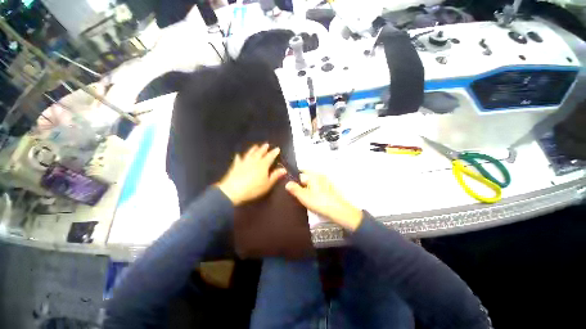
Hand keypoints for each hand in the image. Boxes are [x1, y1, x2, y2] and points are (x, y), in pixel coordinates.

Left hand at [216, 144, 286, 205]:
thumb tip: (284, 169)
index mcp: (263, 165)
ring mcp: (244, 162)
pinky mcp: (236, 165)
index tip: (277, 148)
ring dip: (253, 149)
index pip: (270, 156)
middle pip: (260, 153)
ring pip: (250, 153)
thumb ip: (275, 176)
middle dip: (264, 148)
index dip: (274, 152)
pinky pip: (238, 159)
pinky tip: (238, 154)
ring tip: (256, 146)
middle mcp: (254, 161)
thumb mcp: (267, 184)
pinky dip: (239, 156)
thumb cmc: (254, 188)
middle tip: (266, 144)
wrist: (234, 190)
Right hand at [285, 172, 362, 230]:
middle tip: (297, 193)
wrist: (337, 210)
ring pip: (313, 182)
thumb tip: (287, 183)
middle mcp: (320, 175)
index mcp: (313, 175)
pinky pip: (318, 186)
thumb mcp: (303, 196)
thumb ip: (294, 189)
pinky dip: (314, 190)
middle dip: (301, 184)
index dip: (294, 179)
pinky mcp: (330, 188)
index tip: (291, 186)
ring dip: (308, 188)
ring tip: (304, 197)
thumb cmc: (319, 201)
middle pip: (307, 177)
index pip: (301, 172)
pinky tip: (313, 198)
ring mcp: (326, 181)